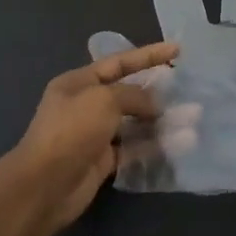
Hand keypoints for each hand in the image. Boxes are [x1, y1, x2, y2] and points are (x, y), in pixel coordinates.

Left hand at [0, 41, 177, 234]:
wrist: (45, 185)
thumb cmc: (71, 131)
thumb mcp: (104, 100)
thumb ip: (133, 95)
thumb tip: (154, 105)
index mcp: (79, 83)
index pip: (119, 62)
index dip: (148, 55)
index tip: (177, 50)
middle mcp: (85, 105)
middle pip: (127, 93)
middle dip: (156, 91)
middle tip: (186, 90)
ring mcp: (94, 134)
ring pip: (133, 122)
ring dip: (159, 120)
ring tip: (190, 118)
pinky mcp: (103, 161)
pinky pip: (133, 148)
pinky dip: (153, 145)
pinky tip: (178, 143)